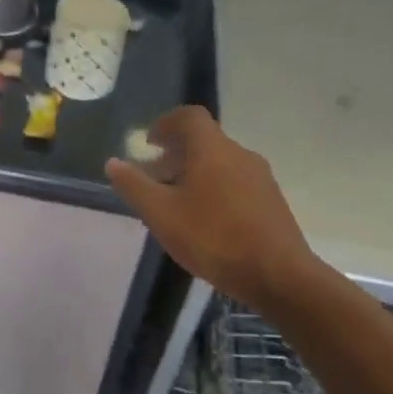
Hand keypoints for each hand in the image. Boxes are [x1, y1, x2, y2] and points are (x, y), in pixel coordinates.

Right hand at [105, 105, 325, 306]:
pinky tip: (205, 222)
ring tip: (176, 203)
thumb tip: (113, 163)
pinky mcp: (271, 202)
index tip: (149, 143)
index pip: (189, 116)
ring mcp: (260, 179)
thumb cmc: (214, 238)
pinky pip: (236, 183)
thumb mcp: (161, 214)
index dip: (166, 123)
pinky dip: (214, 189)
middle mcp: (240, 155)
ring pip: (221, 163)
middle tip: (155, 178)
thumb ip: (134, 186)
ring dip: (195, 173)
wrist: (279, 276)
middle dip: (176, 153)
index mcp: (213, 149)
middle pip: (205, 141)